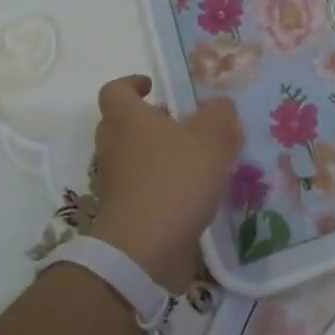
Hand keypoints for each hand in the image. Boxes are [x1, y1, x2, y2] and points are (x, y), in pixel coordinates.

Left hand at [88, 75, 241, 293]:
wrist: (144, 251)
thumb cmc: (175, 180)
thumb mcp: (212, 137)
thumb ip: (219, 114)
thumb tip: (218, 106)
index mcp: (128, 119)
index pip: (115, 90)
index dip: (132, 84)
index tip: (154, 87)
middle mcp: (115, 147)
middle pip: (123, 124)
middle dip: (151, 121)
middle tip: (183, 124)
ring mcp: (115, 184)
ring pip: (134, 158)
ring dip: (160, 156)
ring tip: (200, 160)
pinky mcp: (125, 214)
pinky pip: (143, 189)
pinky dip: (164, 186)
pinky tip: (196, 193)